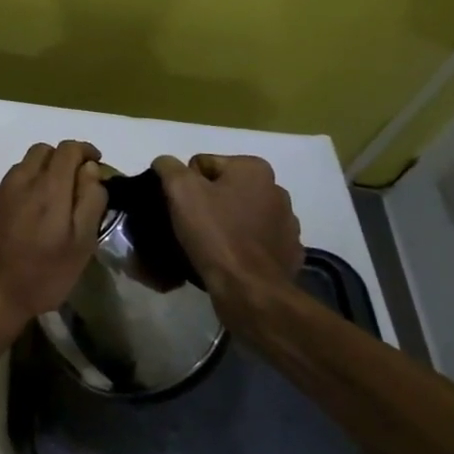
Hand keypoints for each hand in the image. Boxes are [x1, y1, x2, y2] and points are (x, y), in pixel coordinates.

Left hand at [0, 140, 106, 339]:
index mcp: (48, 187)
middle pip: (42, 150)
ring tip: (52, 200)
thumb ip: (90, 202)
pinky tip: (28, 216)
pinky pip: (8, 186)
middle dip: (62, 158)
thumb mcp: (81, 245)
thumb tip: (91, 170)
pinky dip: (23, 189)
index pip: (68, 149)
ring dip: (41, 172)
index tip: (96, 164)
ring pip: (23, 166)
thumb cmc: (42, 275)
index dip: (85, 150)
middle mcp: (20, 181)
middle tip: (75, 182)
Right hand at [151, 154, 303, 299]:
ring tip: (211, 245)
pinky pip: (256, 241)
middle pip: (224, 188)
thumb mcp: (180, 190)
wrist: (249, 290)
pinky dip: (243, 245)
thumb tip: (165, 163)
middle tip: (193, 226)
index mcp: (254, 169)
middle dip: (208, 202)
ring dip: (227, 223)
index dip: (186, 185)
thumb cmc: (215, 234)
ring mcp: (287, 224)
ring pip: (241, 214)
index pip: (203, 165)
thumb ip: (169, 167)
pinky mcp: (288, 252)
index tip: (183, 209)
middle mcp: (277, 190)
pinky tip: (231, 259)